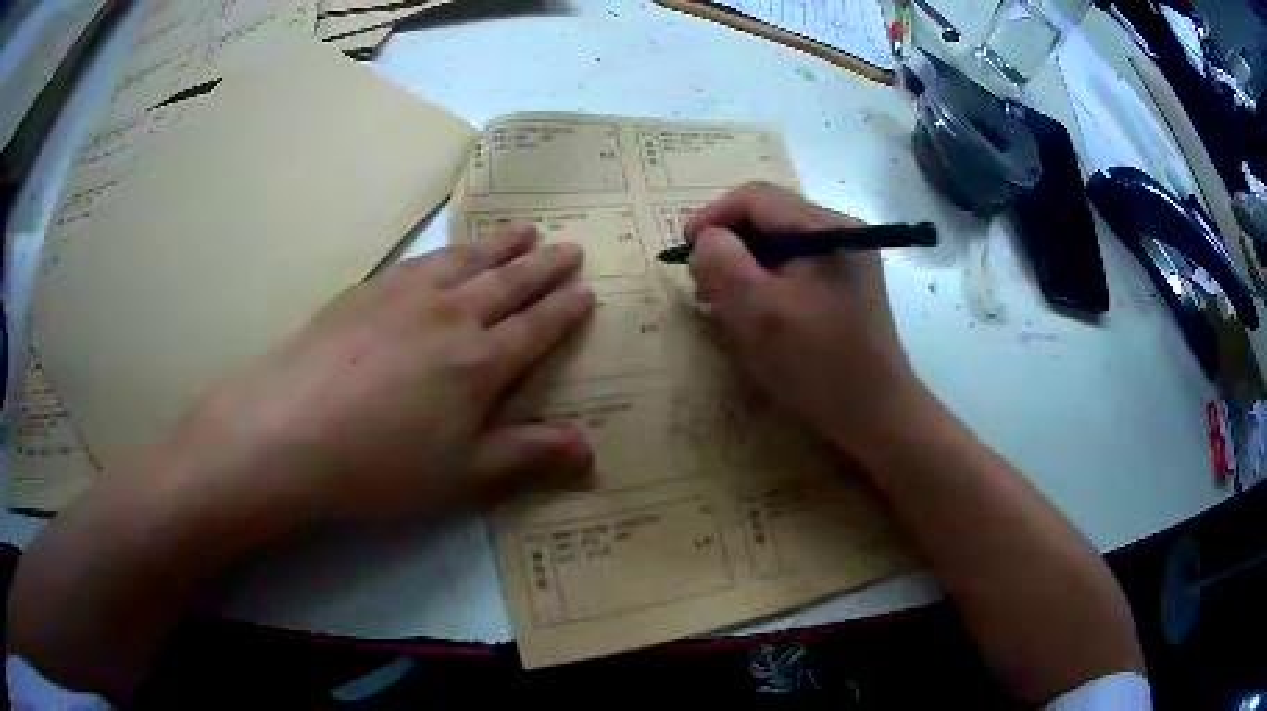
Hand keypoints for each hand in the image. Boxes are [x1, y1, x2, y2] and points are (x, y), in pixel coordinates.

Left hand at [163, 224, 595, 526]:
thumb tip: (591, 450)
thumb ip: (526, 455)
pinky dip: (450, 250)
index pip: (537, 327)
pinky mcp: (368, 289)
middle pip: (509, 282)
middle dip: (544, 265)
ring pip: (467, 260)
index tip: (587, 290)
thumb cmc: (380, 464)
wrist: (289, 430)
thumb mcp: (461, 474)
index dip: (565, 310)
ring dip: (501, 245)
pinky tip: (450, 252)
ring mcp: (406, 294)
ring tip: (525, 229)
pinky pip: (423, 260)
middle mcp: (451, 315)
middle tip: (569, 245)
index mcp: (480, 362)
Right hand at [685, 182, 923, 459]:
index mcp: (825, 228)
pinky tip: (757, 310)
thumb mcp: (758, 313)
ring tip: (724, 300)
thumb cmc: (817, 364)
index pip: (755, 198)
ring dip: (746, 264)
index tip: (684, 251)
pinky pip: (795, 265)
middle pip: (769, 217)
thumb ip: (722, 264)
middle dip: (729, 244)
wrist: (875, 414)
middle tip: (703, 282)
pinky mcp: (847, 283)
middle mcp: (841, 232)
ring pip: (780, 243)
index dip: (712, 217)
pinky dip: (767, 280)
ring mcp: (848, 257)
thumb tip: (706, 240)